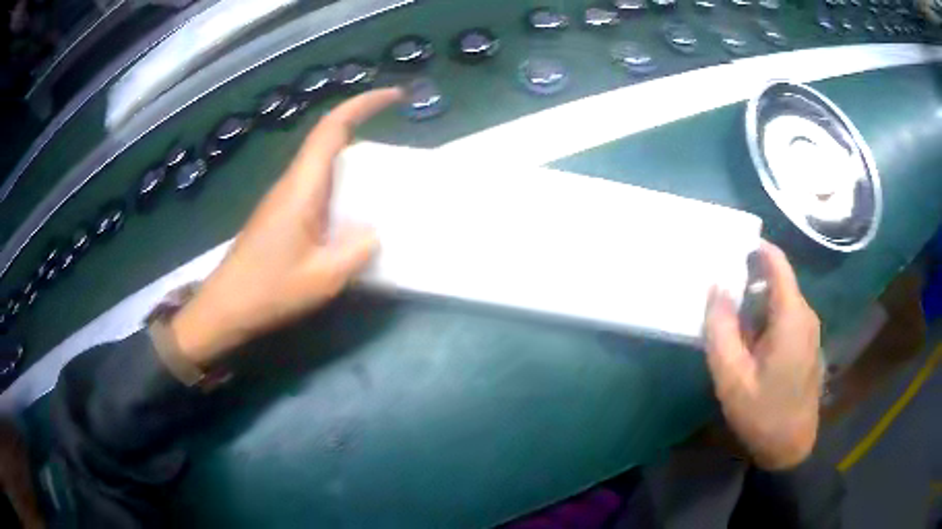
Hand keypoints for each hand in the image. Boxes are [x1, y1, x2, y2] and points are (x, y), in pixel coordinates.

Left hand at [170, 88, 402, 364]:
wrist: (225, 307)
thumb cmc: (269, 291)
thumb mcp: (322, 278)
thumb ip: (355, 251)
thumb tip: (375, 231)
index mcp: (301, 188)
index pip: (331, 128)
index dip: (363, 104)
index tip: (394, 96)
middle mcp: (291, 183)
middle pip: (327, 139)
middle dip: (362, 125)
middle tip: (398, 137)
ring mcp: (283, 198)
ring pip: (321, 163)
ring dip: (352, 158)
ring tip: (384, 175)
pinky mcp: (281, 215)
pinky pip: (316, 186)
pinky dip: (340, 185)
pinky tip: (353, 211)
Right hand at [704, 241, 821, 469]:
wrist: (791, 447)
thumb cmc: (762, 413)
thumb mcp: (732, 377)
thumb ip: (721, 329)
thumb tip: (716, 287)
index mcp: (792, 316)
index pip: (777, 263)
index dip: (756, 248)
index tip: (729, 245)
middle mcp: (805, 315)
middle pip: (778, 281)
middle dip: (749, 279)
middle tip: (719, 290)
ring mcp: (809, 331)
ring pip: (781, 301)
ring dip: (756, 303)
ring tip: (728, 318)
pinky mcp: (807, 345)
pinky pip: (786, 318)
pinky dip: (765, 319)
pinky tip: (748, 342)